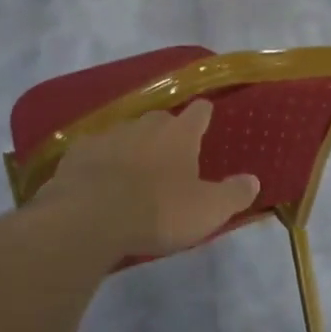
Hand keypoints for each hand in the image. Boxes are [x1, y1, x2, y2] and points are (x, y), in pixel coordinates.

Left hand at [34, 101, 259, 256]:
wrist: (88, 219)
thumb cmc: (158, 212)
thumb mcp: (208, 210)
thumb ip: (234, 194)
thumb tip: (254, 179)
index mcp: (179, 134)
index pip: (199, 112)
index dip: (204, 115)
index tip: (206, 118)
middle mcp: (145, 125)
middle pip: (161, 120)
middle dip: (166, 132)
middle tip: (171, 155)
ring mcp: (107, 136)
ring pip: (126, 133)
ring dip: (132, 147)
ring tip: (134, 170)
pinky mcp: (76, 153)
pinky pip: (94, 152)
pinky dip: (100, 162)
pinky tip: (98, 180)